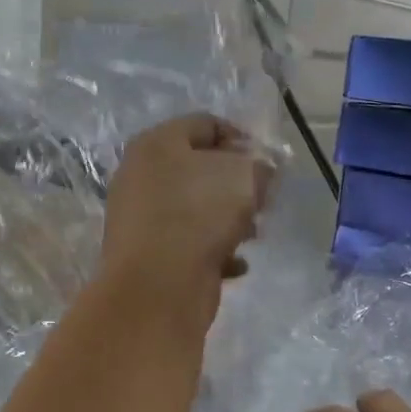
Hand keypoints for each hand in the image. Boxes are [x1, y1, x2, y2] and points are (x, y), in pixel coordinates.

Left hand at [101, 114, 273, 300]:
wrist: (158, 287)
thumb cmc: (199, 215)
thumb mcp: (244, 177)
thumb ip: (260, 166)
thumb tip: (261, 171)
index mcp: (156, 144)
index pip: (204, 124)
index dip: (241, 138)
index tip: (268, 162)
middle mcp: (141, 176)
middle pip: (198, 169)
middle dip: (236, 184)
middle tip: (263, 200)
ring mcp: (141, 218)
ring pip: (195, 209)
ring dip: (229, 219)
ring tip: (253, 233)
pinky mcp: (149, 255)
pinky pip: (189, 244)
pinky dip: (215, 251)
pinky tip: (236, 264)